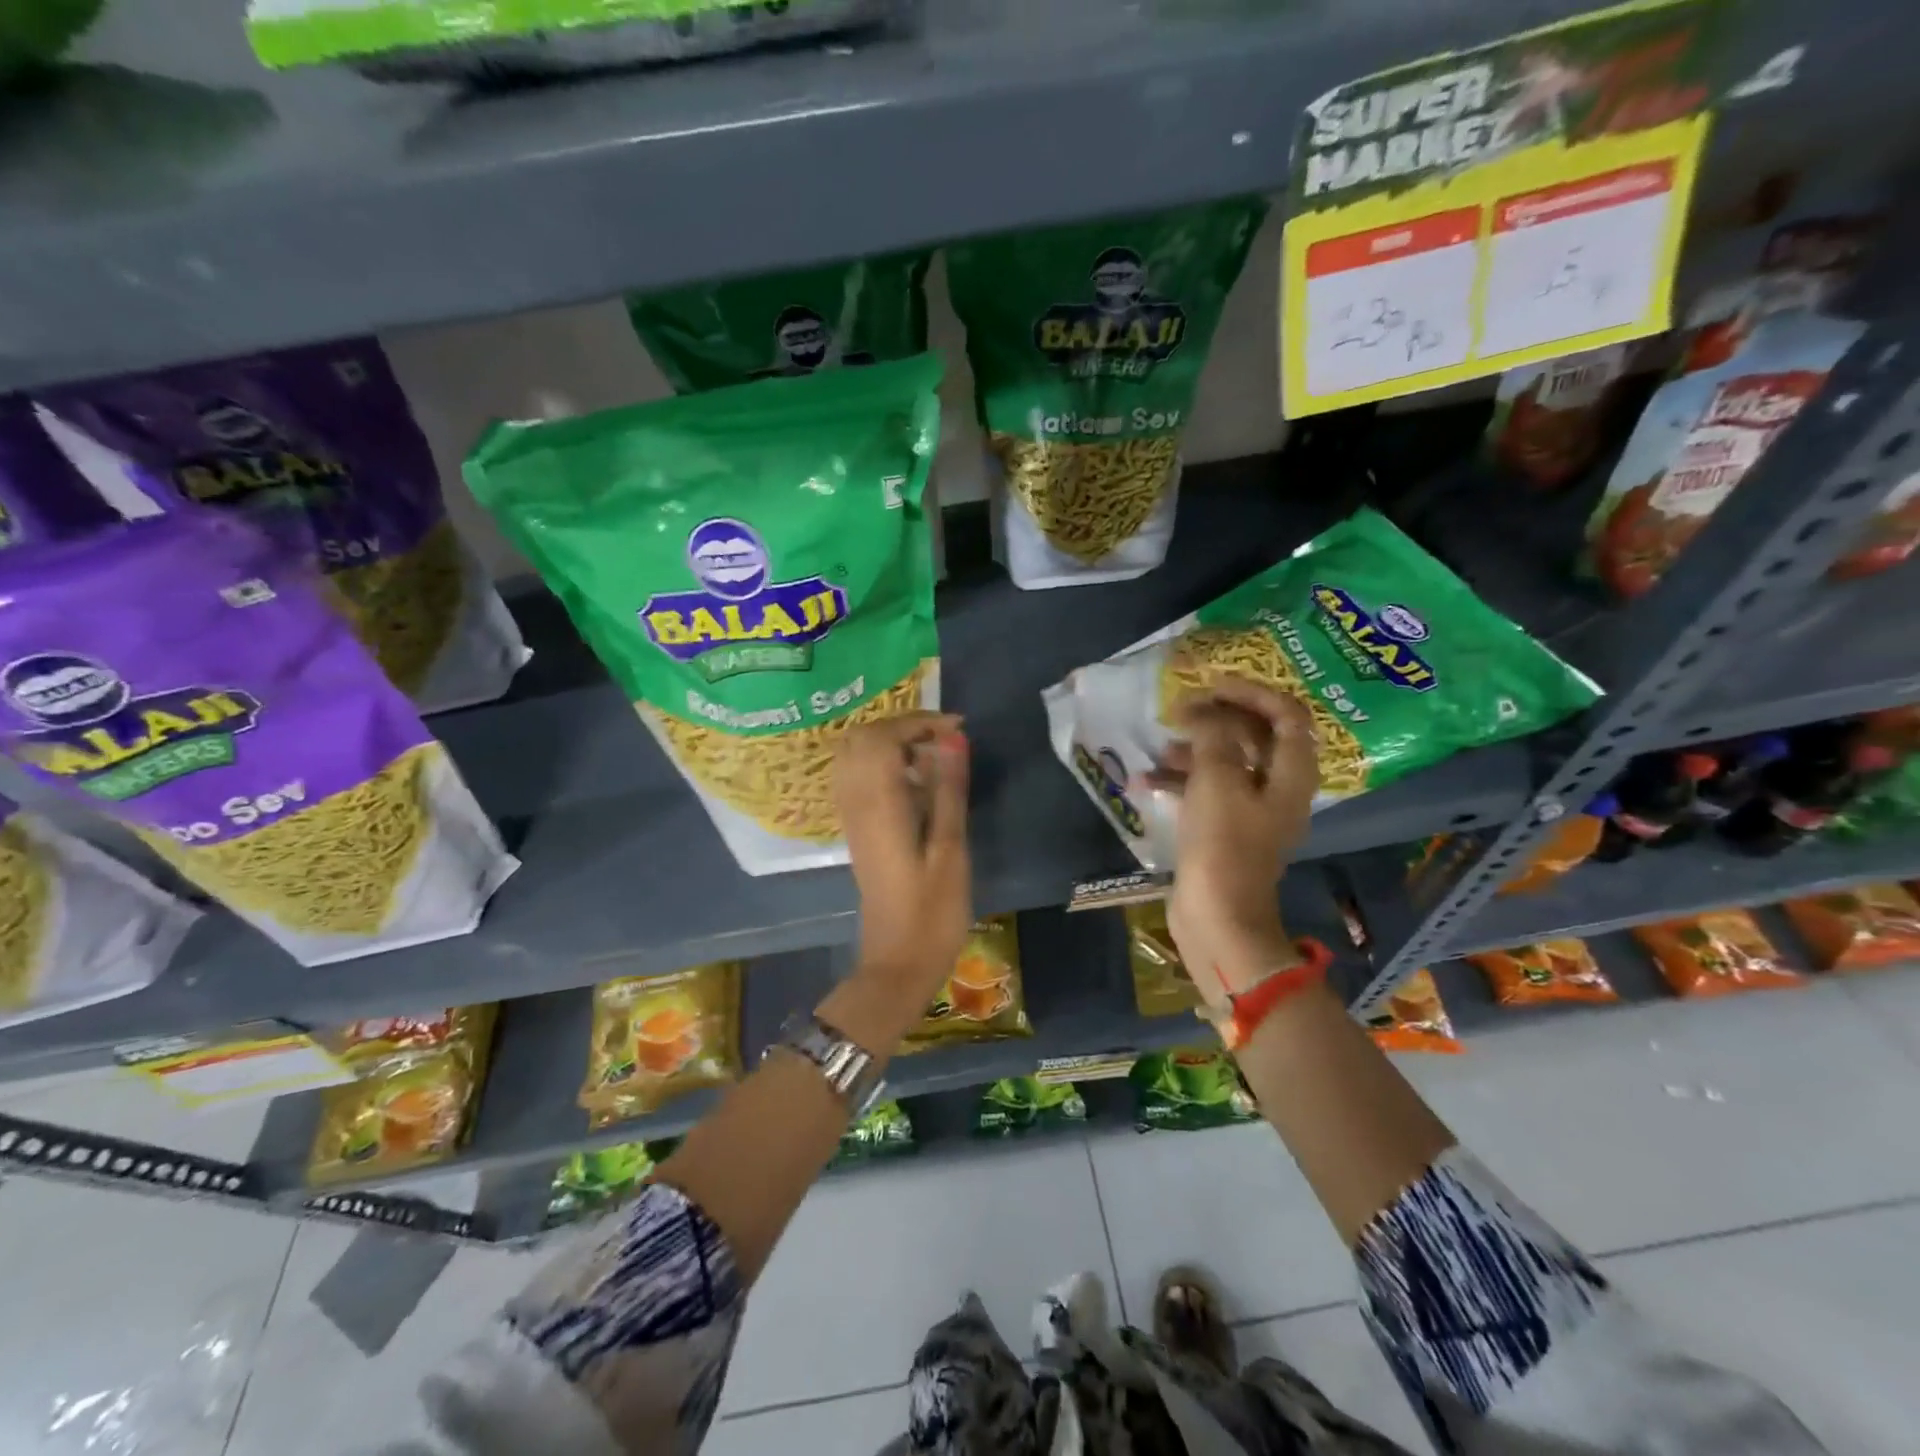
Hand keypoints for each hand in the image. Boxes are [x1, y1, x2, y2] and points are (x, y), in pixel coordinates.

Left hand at [834, 712, 972, 1018]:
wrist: (897, 964)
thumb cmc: (932, 913)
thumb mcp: (951, 849)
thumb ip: (948, 789)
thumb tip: (953, 739)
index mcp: (878, 804)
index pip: (882, 736)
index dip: (919, 722)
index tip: (958, 730)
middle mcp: (855, 802)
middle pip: (861, 737)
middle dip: (902, 726)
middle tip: (944, 740)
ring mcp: (852, 817)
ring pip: (855, 755)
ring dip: (891, 743)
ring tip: (933, 757)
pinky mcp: (857, 830)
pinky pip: (858, 777)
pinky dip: (883, 764)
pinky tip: (915, 783)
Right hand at [1152, 679, 1318, 1005]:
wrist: (1217, 918)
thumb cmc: (1222, 846)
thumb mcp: (1217, 780)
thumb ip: (1213, 736)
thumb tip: (1203, 712)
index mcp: (1290, 775)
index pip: (1287, 715)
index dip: (1252, 693)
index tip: (1212, 686)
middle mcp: (1277, 789)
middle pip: (1256, 737)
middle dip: (1219, 719)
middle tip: (1181, 711)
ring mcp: (1251, 812)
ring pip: (1228, 763)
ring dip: (1196, 749)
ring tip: (1160, 746)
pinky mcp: (1224, 831)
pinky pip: (1207, 792)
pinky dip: (1182, 781)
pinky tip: (1148, 781)